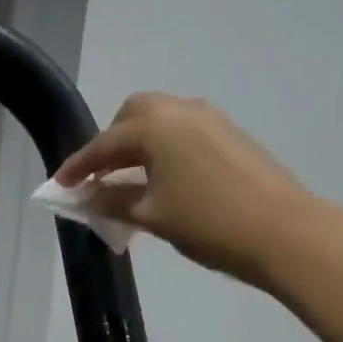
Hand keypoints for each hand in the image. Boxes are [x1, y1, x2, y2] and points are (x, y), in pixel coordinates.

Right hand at [55, 92, 309, 285]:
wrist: (282, 231)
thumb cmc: (208, 223)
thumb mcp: (152, 216)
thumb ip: (114, 201)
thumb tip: (90, 196)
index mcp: (155, 126)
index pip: (104, 144)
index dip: (79, 167)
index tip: (59, 185)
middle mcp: (180, 110)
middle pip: (132, 116)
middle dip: (110, 143)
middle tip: (98, 177)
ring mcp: (210, 119)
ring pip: (160, 121)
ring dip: (137, 145)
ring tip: (127, 181)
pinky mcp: (230, 135)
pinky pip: (182, 132)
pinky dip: (162, 149)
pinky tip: (162, 180)